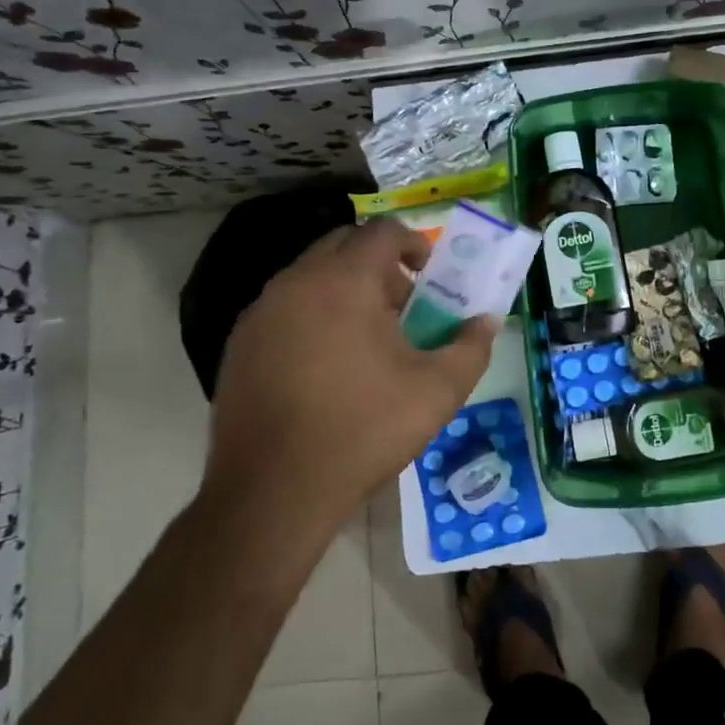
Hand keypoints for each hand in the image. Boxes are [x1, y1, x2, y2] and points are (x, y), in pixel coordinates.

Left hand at [208, 218, 498, 519]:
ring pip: (310, 275)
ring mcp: (261, 312)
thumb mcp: (437, 391)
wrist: (273, 492)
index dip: (412, 243)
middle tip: (400, 305)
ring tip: (365, 338)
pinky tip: (324, 365)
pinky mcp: (239, 344)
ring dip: (343, 288)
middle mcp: (297, 282)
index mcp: (344, 281)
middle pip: (342, 245)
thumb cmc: (363, 430)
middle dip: (377, 263)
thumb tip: (486, 322)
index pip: (381, 232)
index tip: (428, 275)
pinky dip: (311, 314)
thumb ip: (471, 347)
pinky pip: (284, 307)